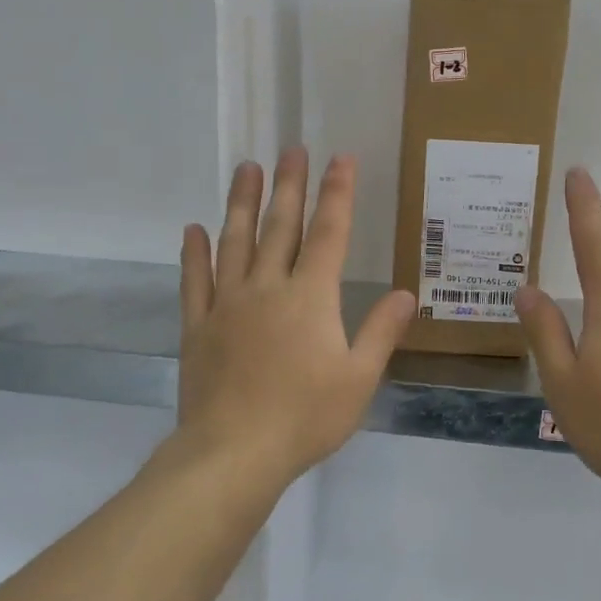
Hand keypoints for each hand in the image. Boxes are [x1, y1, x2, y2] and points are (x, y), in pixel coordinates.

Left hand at [175, 147, 415, 493]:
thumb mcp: (359, 379)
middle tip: (291, 148)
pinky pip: (194, 281)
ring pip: (235, 242)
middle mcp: (267, 288)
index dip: (337, 194)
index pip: (329, 234)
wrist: (233, 452)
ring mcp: (227, 304)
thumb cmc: (305, 418)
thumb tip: (406, 294)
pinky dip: (194, 254)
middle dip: (289, 185)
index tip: (340, 159)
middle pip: (280, 227)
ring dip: (242, 203)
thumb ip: (381, 332)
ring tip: (246, 169)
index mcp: (310, 298)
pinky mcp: (197, 327)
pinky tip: (193, 230)